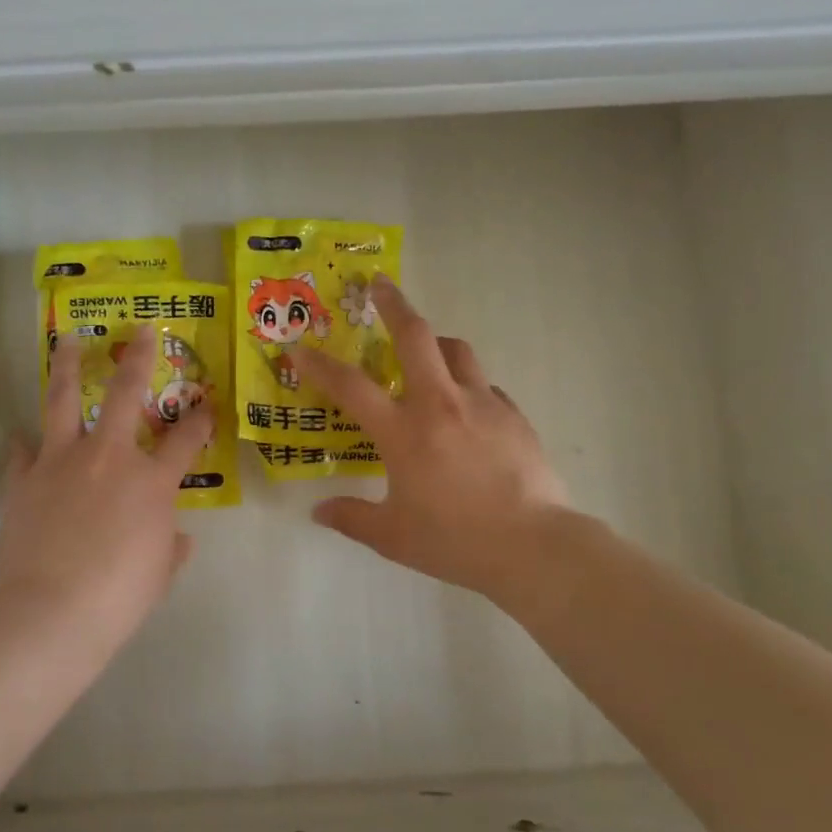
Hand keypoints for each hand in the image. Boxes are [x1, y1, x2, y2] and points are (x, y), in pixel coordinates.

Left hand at [0, 330, 212, 659]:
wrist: (52, 610)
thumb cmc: (119, 595)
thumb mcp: (160, 572)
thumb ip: (171, 546)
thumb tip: (177, 537)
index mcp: (152, 481)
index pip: (186, 440)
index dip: (201, 420)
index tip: (207, 405)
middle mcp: (110, 457)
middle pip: (127, 394)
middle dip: (139, 358)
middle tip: (142, 331)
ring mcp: (62, 462)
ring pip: (65, 400)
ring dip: (69, 366)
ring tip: (67, 340)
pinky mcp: (24, 480)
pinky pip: (23, 452)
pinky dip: (25, 444)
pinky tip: (21, 436)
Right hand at [294, 276, 574, 602]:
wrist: (532, 546)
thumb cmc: (454, 540)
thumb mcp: (392, 536)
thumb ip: (351, 518)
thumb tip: (319, 511)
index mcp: (403, 431)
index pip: (350, 386)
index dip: (318, 364)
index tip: (298, 346)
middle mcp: (440, 404)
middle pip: (415, 336)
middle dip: (393, 304)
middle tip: (379, 285)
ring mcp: (482, 404)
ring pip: (457, 350)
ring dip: (435, 342)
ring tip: (425, 351)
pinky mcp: (514, 416)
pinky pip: (485, 386)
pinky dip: (468, 386)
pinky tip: (466, 410)